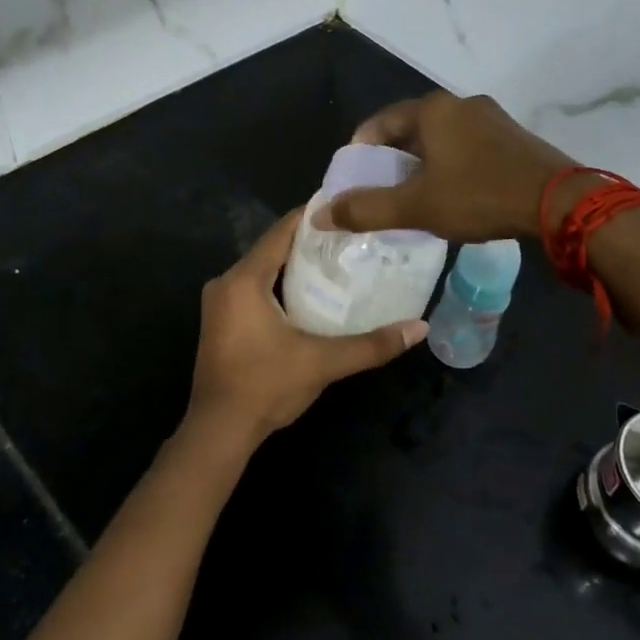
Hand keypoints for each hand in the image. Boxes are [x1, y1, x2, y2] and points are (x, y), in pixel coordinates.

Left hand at [182, 207, 426, 452]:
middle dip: (311, 242)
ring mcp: (219, 303)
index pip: (282, 231)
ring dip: (296, 266)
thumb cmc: (266, 387)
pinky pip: (254, 289)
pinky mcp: (221, 322)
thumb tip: (420, 328)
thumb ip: (371, 344)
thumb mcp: (322, 362)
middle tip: (353, 237)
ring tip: (339, 261)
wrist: (218, 432)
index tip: (348, 207)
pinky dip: (281, 285)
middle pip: (273, 249)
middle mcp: (226, 283)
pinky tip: (311, 294)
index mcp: (244, 280)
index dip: (314, 216)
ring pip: (263, 270)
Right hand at [321, 92, 577, 241]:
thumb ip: (366, 210)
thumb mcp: (416, 207)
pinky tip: (455, 192)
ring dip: (424, 162)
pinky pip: (469, 145)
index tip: (353, 176)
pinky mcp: (514, 136)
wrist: (558, 202)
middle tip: (382, 189)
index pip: (381, 122)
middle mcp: (461, 103)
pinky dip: (452, 164)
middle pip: (412, 128)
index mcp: (433, 109)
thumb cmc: (479, 196)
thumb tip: (320, 214)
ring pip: (443, 137)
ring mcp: (492, 117)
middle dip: (393, 157)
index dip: (361, 149)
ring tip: (416, 194)